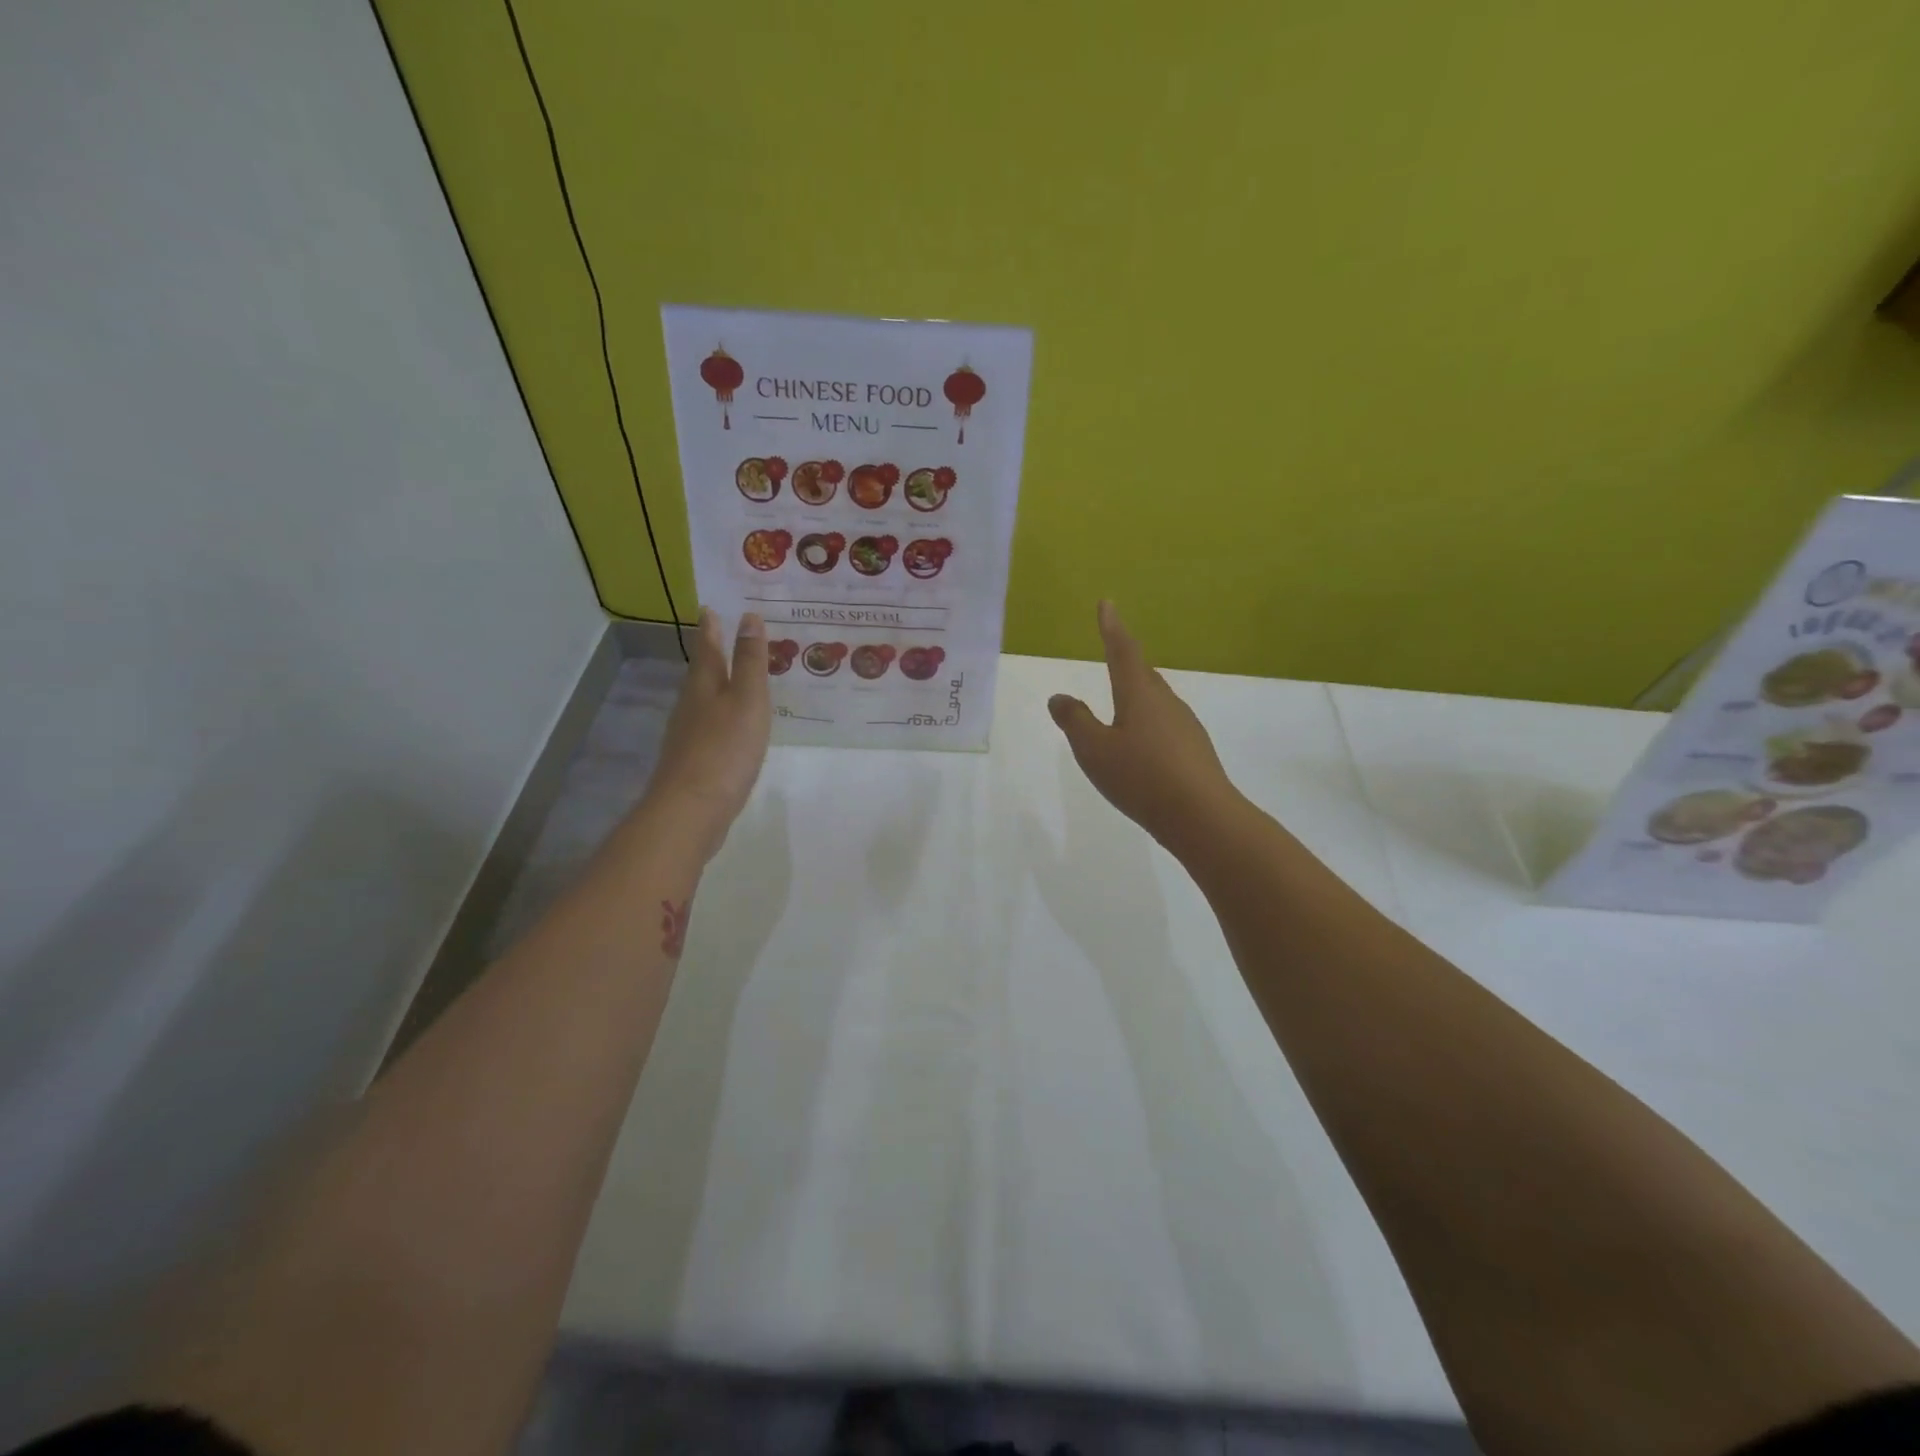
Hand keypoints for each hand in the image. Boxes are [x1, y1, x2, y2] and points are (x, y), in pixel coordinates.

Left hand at [643, 609, 771, 860]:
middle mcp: (691, 706)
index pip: (707, 648)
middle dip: (712, 654)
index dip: (711, 628)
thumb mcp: (747, 700)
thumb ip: (750, 662)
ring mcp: (689, 736)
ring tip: (734, 678)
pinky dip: (721, 717)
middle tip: (724, 635)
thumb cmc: (724, 749)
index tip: (710, 607)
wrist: (691, 810)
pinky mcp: (694, 762)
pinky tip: (732, 727)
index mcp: (705, 686)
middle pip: (702, 673)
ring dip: (717, 686)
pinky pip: (710, 727)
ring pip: (704, 701)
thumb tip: (748, 618)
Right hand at [1048, 601, 1242, 855]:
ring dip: (1137, 698)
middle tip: (1112, 654)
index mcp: (1139, 694)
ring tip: (1121, 710)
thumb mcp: (1094, 750)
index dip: (1112, 627)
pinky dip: (1149, 726)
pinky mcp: (1195, 750)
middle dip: (1126, 663)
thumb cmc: (1141, 776)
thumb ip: (1075, 721)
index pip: (1122, 651)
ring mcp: (1185, 725)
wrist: (1202, 815)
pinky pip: (1166, 726)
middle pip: (1143, 674)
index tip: (1106, 604)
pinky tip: (1142, 749)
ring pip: (1156, 701)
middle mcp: (1166, 702)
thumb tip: (1059, 697)